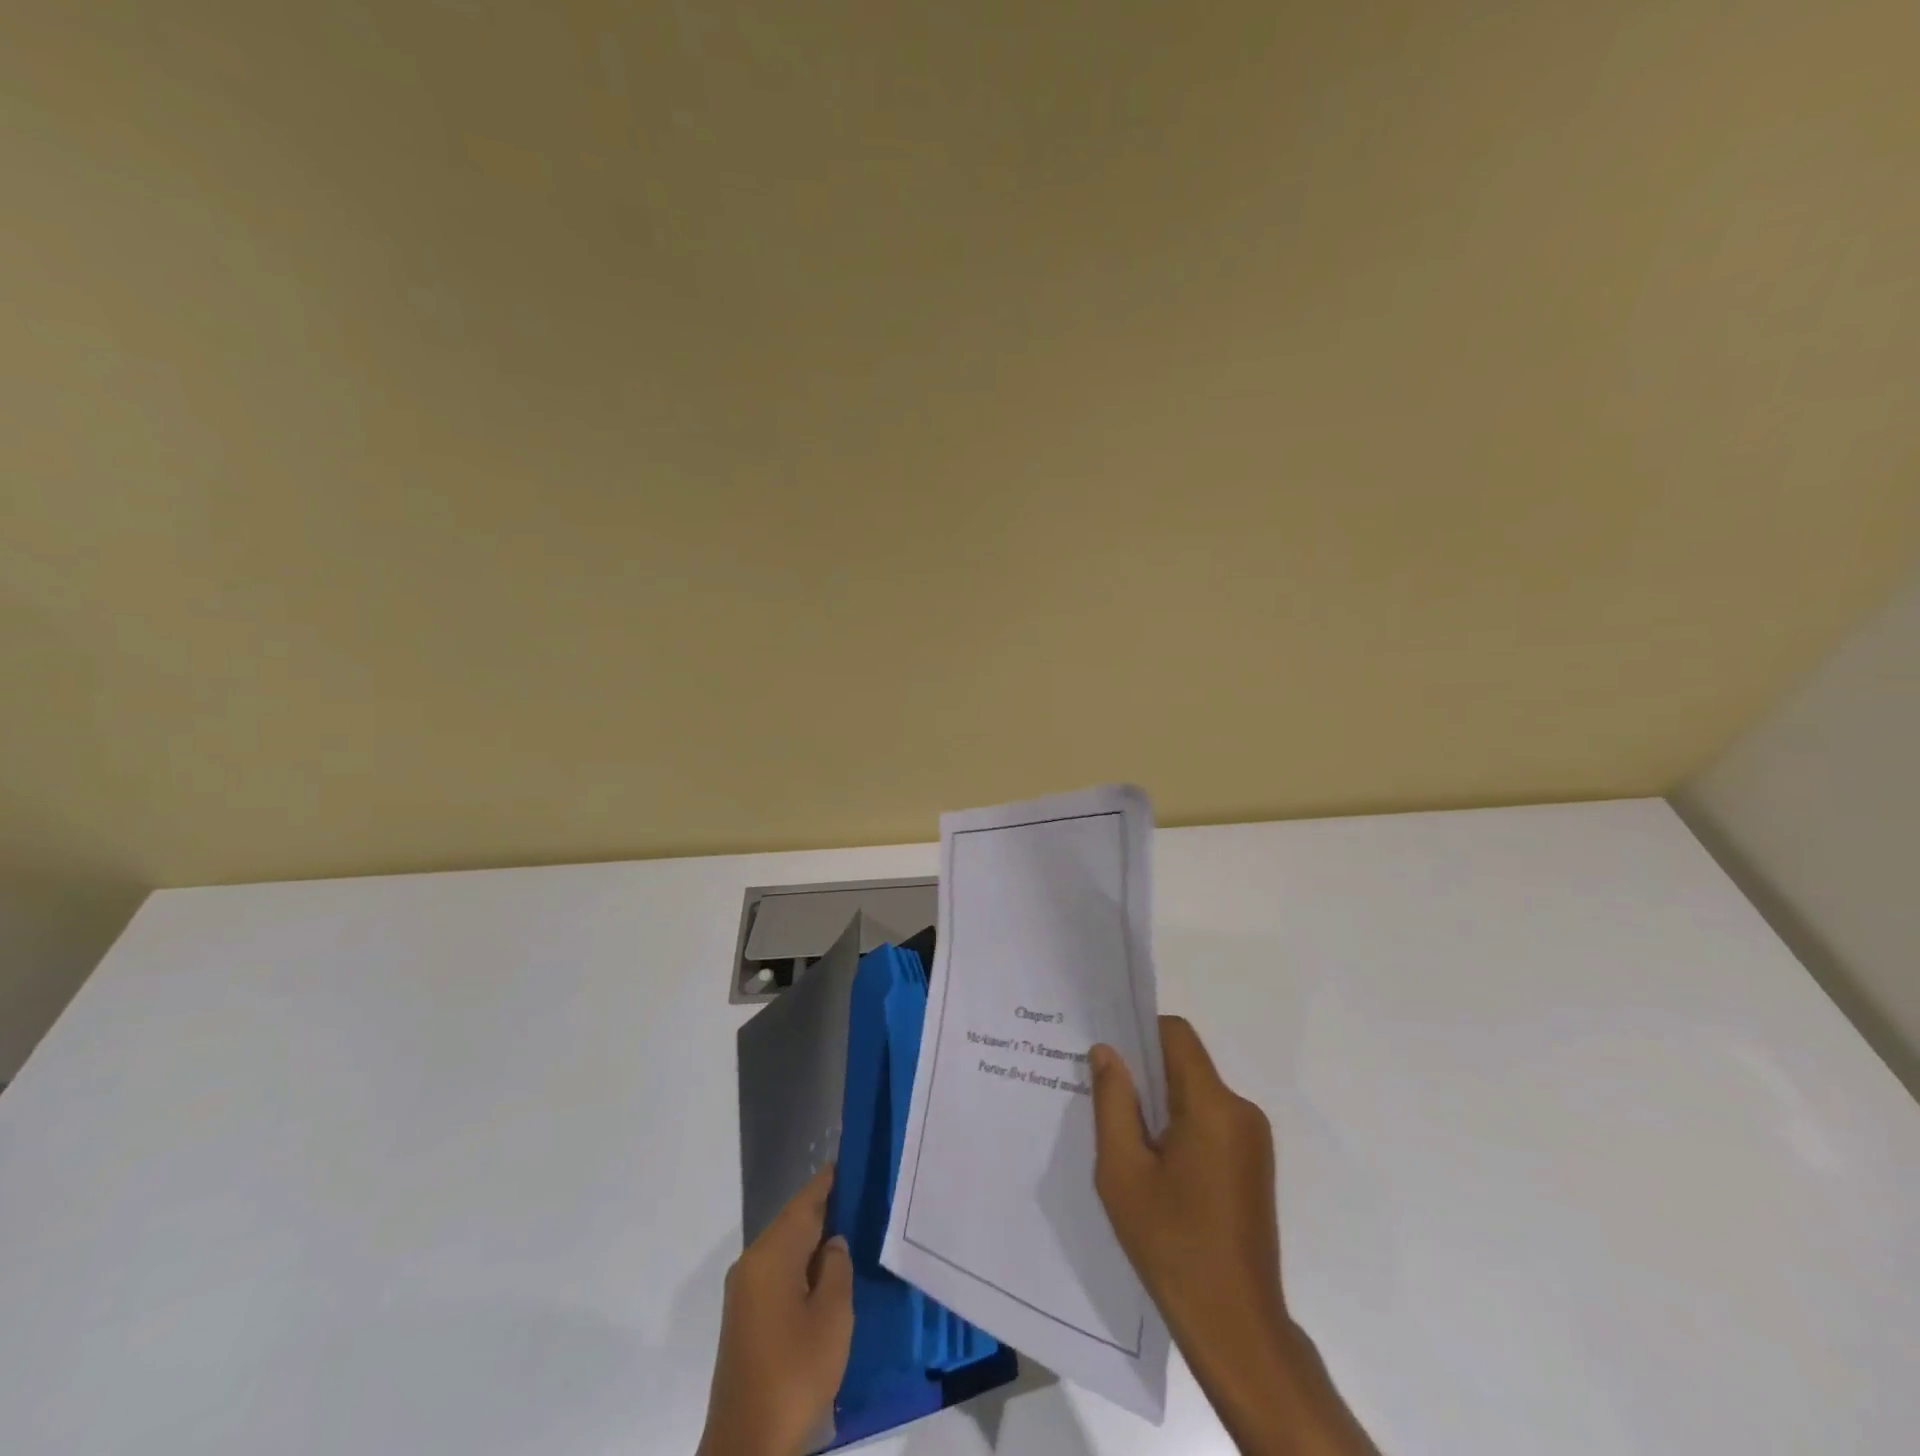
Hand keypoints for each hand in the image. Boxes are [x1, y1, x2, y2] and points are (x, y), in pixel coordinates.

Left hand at [697, 1166, 853, 1455]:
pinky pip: (778, 1272)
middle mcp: (751, 1263)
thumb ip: (836, 1268)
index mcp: (771, 1255)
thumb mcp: (832, 1316)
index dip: (828, 1181)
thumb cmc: (794, 1372)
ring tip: (852, 1230)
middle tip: (862, 1196)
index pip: (805, 1202)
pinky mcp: (744, 1318)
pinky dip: (802, 1265)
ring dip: (814, 1240)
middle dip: (825, 1209)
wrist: (747, 1445)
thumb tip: (833, 1244)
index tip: (850, 1159)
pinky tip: (826, 1274)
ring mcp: (744, 1292)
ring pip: (785, 1249)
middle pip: (793, 1223)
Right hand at [1092, 1017, 1377, 1455]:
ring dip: (1161, 1103)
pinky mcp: (1254, 1163)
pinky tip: (1156, 1165)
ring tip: (1126, 1139)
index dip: (1139, 1032)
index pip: (1176, 1034)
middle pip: (1186, 1063)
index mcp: (1212, 1105)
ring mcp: (1253, 1138)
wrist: (1236, 1326)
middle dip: (1145, 1073)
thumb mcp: (1122, 1171)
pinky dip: (1181, 1126)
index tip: (1108, 1055)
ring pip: (1197, 1092)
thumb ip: (1113, 1102)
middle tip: (1104, 1097)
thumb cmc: (1172, 1245)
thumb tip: (1107, 1051)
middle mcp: (1241, 1110)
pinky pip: (1211, 1120)